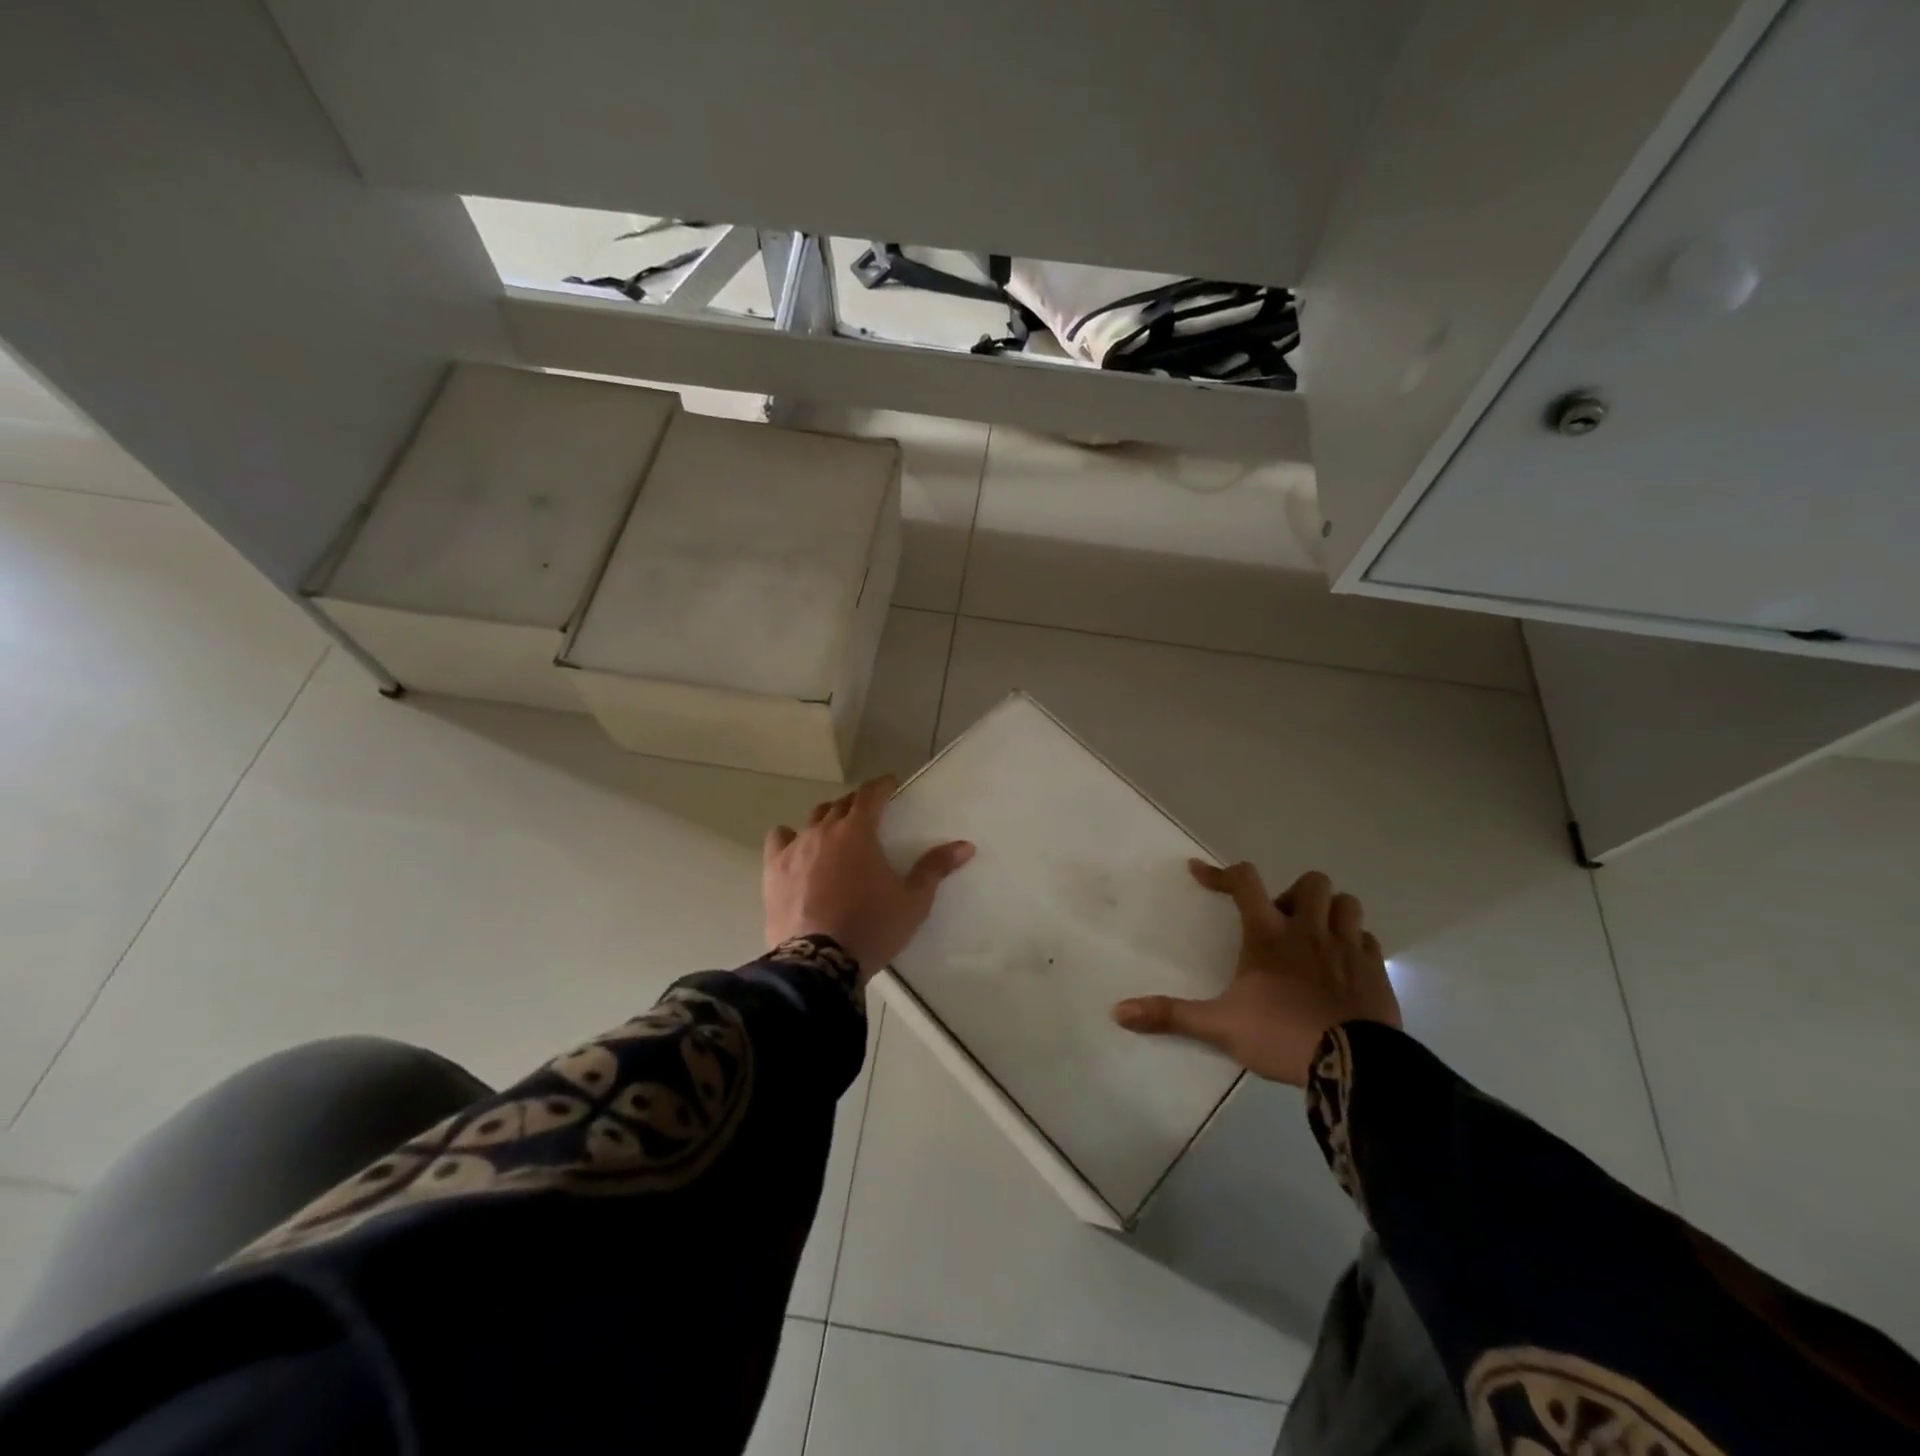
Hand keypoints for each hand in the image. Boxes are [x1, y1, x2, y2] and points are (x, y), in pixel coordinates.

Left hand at [763, 775, 974, 981]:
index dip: (882, 785)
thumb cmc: (872, 927)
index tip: (891, 784)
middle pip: (841, 804)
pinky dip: (790, 837)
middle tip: (869, 813)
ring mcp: (795, 848)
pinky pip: (779, 839)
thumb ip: (935, 868)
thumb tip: (965, 845)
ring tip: (836, 830)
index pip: (870, 794)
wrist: (819, 962)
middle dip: (857, 803)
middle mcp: (824, 830)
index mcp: (858, 832)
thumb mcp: (913, 901)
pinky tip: (797, 848)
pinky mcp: (774, 870)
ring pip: (812, 819)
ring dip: (828, 818)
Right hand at [1112, 862, 1399, 1085]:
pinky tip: (1343, 965)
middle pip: (1310, 882)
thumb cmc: (1280, 1034)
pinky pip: (1368, 940)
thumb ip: (1171, 1015)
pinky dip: (1355, 944)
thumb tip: (1118, 1012)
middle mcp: (1309, 930)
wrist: (1353, 1065)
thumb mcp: (1219, 1026)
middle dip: (1295, 894)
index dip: (1219, 873)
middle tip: (1282, 924)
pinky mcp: (1375, 970)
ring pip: (1347, 903)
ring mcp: (1347, 947)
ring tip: (1315, 938)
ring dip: (1330, 912)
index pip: (1244, 882)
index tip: (1198, 872)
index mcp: (1268, 934)